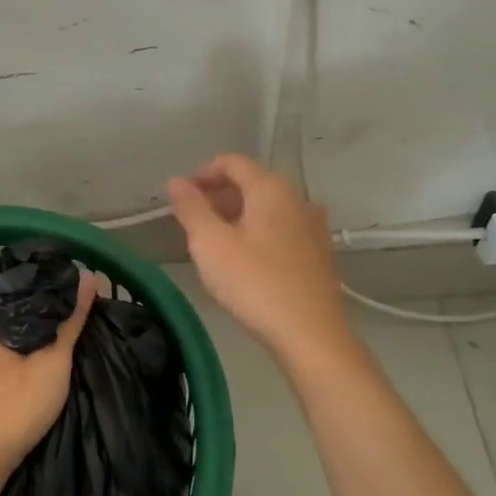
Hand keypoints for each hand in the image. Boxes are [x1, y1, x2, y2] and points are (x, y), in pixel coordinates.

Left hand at [0, 272, 98, 495]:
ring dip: (19, 336)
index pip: (16, 286)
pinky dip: (5, 355)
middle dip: (33, 314)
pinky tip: (24, 364)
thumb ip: (71, 319)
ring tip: (50, 339)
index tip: (69, 293)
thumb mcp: (53, 362)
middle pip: (5, 310)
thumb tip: (89, 276)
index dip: (44, 288)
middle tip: (65, 318)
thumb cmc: (14, 406)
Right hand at [168, 153, 350, 357]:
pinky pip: (282, 230)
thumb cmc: (254, 283)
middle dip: (219, 197)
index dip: (202, 174)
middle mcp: (297, 198)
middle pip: (252, 183)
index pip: (232, 162)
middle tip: (194, 225)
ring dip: (239, 217)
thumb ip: (191, 208)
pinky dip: (259, 234)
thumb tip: (176, 181)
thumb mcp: (210, 244)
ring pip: (268, 209)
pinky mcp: (319, 254)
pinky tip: (247, 263)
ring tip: (217, 245)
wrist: (309, 333)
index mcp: (271, 188)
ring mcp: (313, 226)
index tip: (183, 199)